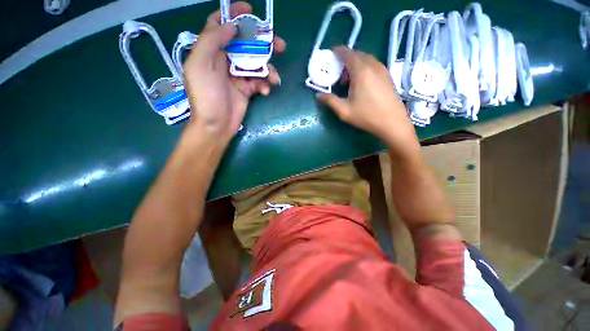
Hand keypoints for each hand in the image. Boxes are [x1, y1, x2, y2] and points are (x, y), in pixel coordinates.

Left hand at [183, 1, 285, 144]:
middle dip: (262, 42)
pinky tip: (265, 91)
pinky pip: (259, 82)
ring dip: (269, 69)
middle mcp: (224, 59)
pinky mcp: (247, 89)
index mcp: (210, 50)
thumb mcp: (200, 65)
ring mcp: (237, 75)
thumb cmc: (206, 96)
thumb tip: (231, 26)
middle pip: (245, 43)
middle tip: (279, 45)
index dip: (234, 15)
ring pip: (257, 64)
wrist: (216, 125)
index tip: (250, 11)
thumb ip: (211, 40)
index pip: (221, 25)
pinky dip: (265, 85)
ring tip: (275, 79)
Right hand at [317, 47, 419, 159]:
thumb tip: (318, 95)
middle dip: (345, 60)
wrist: (392, 122)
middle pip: (357, 55)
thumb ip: (330, 101)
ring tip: (347, 80)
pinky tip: (360, 83)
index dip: (338, 52)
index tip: (330, 54)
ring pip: (365, 59)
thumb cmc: (366, 116)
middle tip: (337, 73)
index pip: (347, 53)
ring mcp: (382, 70)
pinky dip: (363, 68)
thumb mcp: (344, 110)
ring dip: (354, 65)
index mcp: (361, 71)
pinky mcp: (387, 76)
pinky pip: (372, 65)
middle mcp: (372, 65)